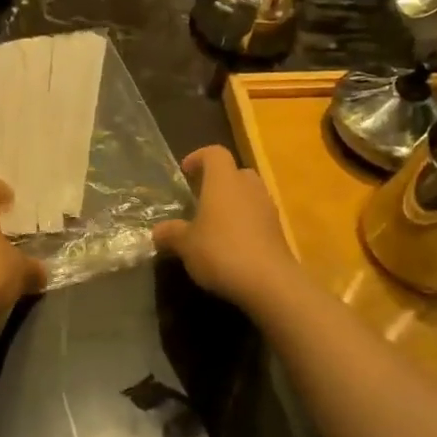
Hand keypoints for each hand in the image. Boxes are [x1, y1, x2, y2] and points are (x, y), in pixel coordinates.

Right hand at [152, 146, 302, 309]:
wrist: (270, 283)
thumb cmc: (221, 251)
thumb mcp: (185, 244)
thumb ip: (171, 233)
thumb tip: (158, 232)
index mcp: (223, 181)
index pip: (214, 153)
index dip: (199, 157)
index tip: (186, 172)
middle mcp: (248, 187)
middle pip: (236, 172)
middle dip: (219, 182)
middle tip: (201, 199)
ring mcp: (268, 209)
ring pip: (249, 195)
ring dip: (234, 204)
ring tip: (215, 225)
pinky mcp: (278, 232)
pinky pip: (258, 218)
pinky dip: (245, 224)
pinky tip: (232, 246)